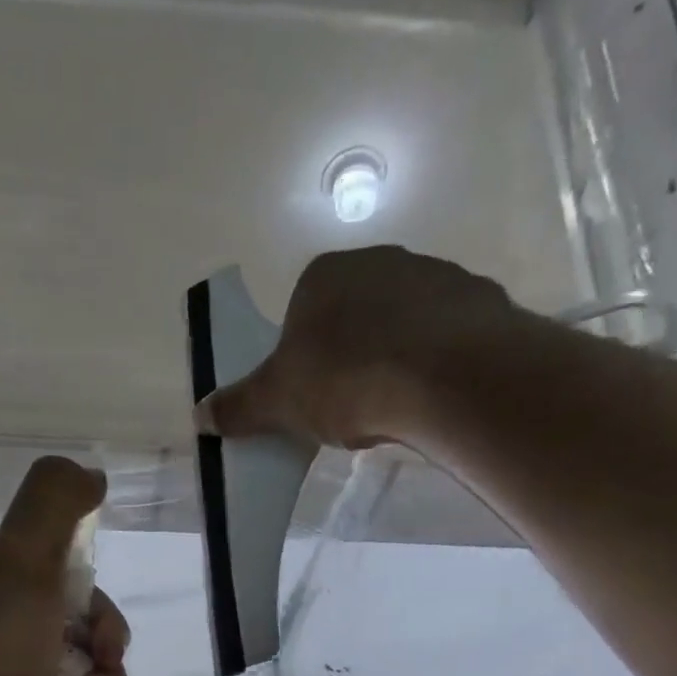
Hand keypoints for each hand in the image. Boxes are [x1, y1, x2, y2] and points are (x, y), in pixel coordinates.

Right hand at [193, 245, 521, 448]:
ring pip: (399, 324)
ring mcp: (433, 275)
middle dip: (346, 356)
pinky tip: (427, 396)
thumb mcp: (278, 402)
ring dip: (390, 358)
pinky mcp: (476, 300)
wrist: (443, 377)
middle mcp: (378, 260)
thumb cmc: (345, 381)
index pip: (300, 313)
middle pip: (351, 315)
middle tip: (346, 406)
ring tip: (390, 406)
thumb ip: (239, 406)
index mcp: (323, 275)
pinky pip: (442, 336)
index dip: (299, 357)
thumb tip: (199, 414)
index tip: (307, 394)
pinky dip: (432, 362)